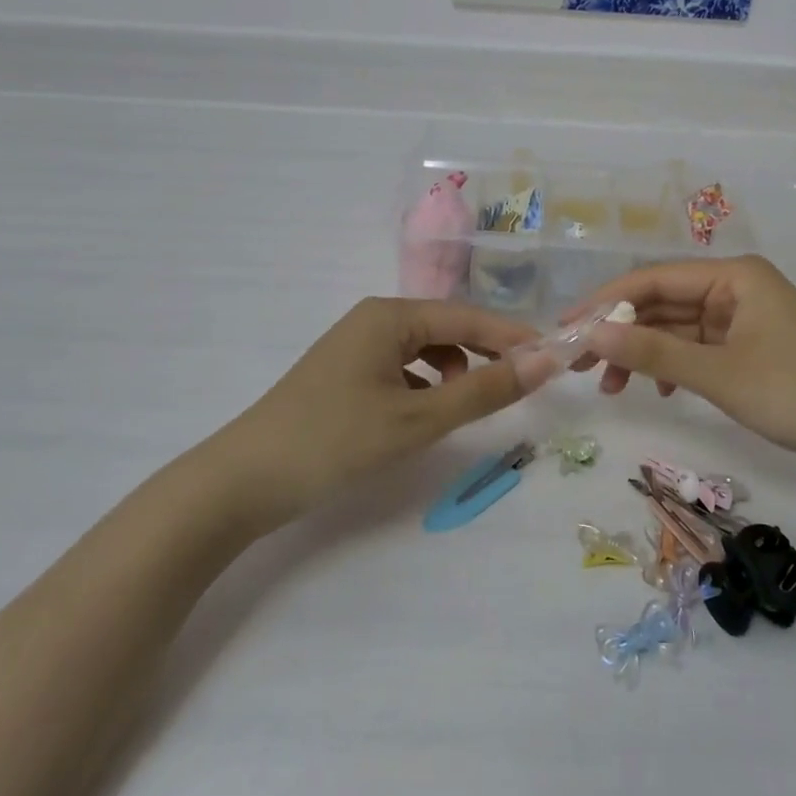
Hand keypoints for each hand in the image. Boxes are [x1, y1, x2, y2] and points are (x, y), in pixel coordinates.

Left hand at [215, 298, 539, 529]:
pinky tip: (426, 411)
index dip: (512, 337)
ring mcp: (355, 345)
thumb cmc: (334, 441)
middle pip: (446, 327)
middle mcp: (373, 318)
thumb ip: (484, 391)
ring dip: (455, 369)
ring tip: (468, 402)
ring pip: (424, 348)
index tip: (554, 358)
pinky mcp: (345, 373)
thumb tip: (545, 362)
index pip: (468, 316)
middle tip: (523, 383)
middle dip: (486, 352)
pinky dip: (425, 384)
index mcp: (390, 315)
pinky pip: (402, 367)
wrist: (242, 481)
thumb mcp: (417, 419)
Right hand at [571, 255, 795, 489]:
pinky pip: (698, 348)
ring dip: (644, 355)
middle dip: (622, 333)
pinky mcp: (751, 348)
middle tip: (579, 365)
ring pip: (677, 329)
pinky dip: (673, 366)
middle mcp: (735, 288)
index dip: (605, 303)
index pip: (652, 280)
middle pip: (662, 303)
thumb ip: (653, 354)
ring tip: (611, 388)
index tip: (566, 328)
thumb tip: (591, 335)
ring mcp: (744, 319)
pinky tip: (658, 391)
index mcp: (733, 275)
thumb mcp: (720, 374)